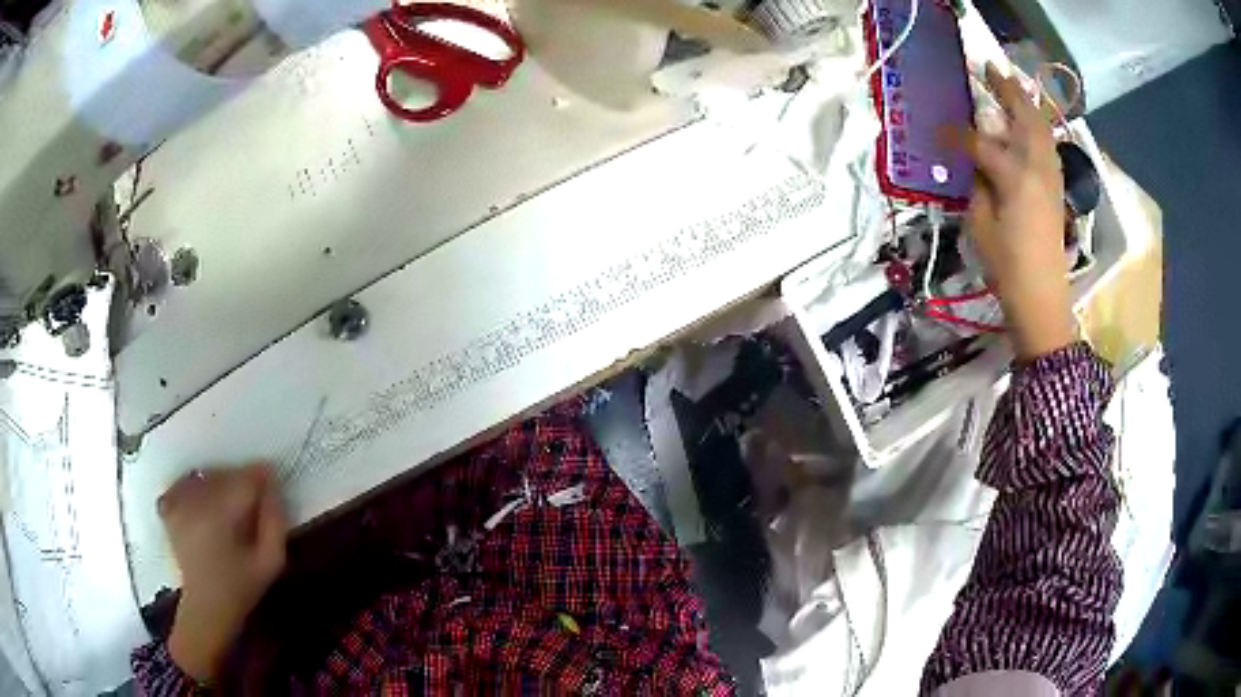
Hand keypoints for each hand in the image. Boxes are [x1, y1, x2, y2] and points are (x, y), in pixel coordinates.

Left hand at [159, 464, 286, 682]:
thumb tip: (273, 488)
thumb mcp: (271, 563)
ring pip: (205, 475)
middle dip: (242, 479)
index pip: (245, 480)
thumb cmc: (241, 588)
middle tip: (256, 495)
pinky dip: (197, 482)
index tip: (273, 480)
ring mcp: (177, 504)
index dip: (262, 476)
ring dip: (222, 481)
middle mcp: (195, 503)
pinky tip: (206, 498)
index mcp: (221, 517)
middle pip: (224, 474)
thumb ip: (275, 524)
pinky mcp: (168, 507)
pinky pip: (184, 481)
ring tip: (232, 501)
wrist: (206, 608)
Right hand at [966, 63, 1075, 360]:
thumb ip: (976, 185)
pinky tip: (1028, 123)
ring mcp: (1050, 176)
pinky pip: (1048, 144)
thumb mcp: (979, 225)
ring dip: (1025, 102)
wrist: (1043, 298)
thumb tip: (974, 162)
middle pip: (1022, 117)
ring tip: (1010, 84)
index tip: (939, 128)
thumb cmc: (1007, 267)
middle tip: (989, 67)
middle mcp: (1036, 167)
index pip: (979, 142)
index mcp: (1014, 176)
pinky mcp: (1056, 187)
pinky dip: (1037, 125)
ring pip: (1041, 127)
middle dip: (1005, 89)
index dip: (956, 133)